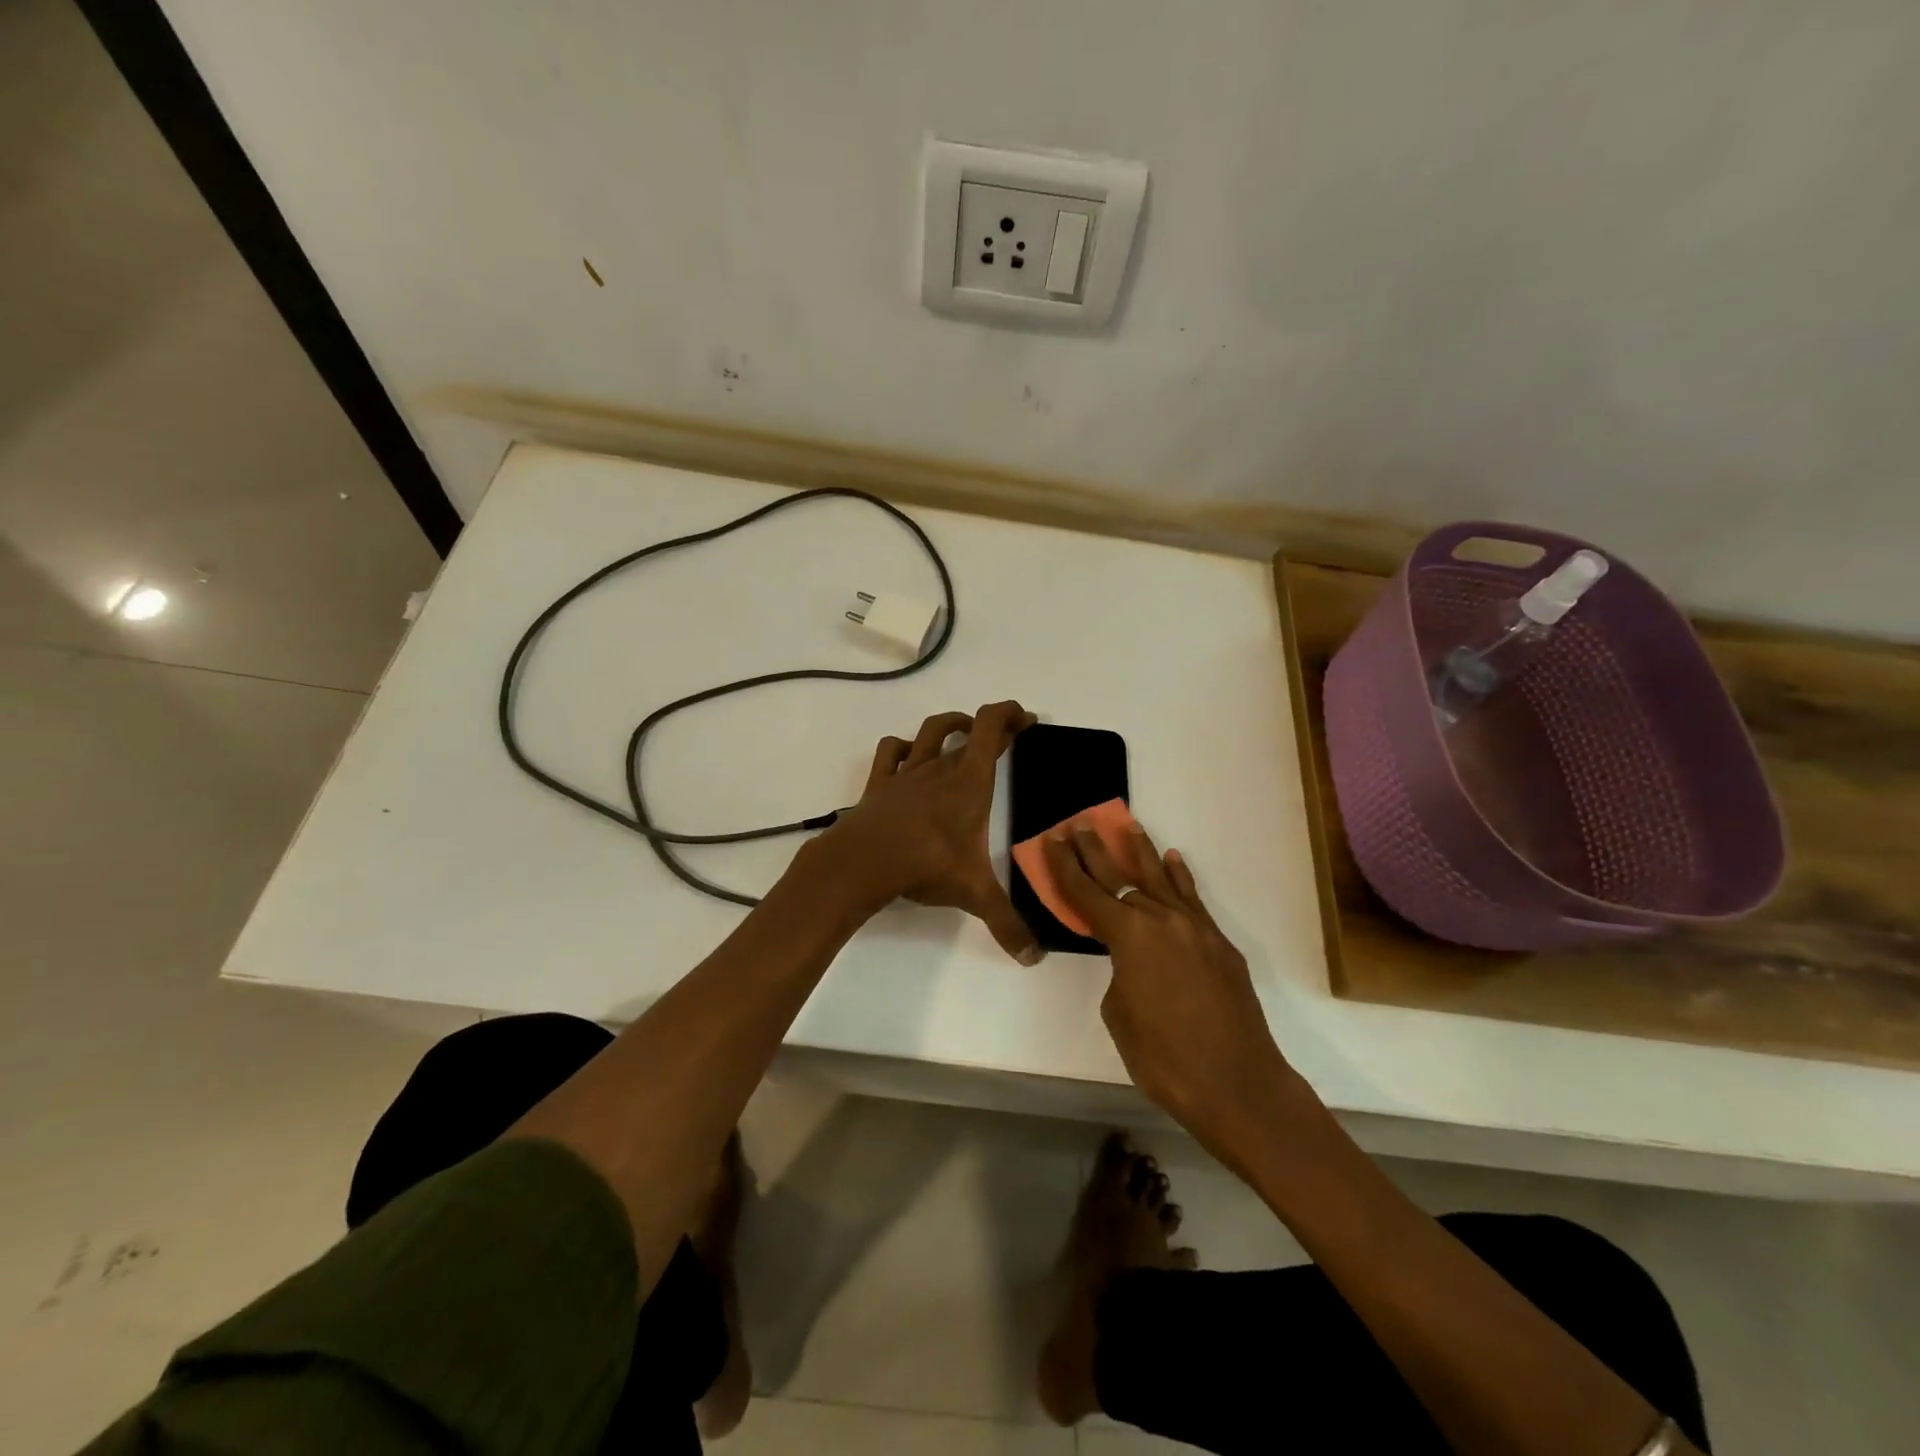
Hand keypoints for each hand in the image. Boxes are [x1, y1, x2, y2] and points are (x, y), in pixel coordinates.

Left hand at [813, 701, 1043, 963]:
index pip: (993, 727)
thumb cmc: (926, 865)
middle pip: (970, 730)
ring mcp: (907, 773)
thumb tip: (1034, 959)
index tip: (1027, 719)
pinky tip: (910, 756)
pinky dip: (903, 747)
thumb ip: (1007, 924)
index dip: (1011, 714)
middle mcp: (941, 768)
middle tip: (1008, 736)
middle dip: (992, 728)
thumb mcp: (974, 894)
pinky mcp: (879, 784)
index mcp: (970, 782)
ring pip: (930, 732)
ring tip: (963, 731)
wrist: (864, 862)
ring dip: (950, 725)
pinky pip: (891, 751)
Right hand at [1042, 822, 1294, 1165]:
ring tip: (1127, 825)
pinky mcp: (1219, 942)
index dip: (1064, 867)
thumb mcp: (1120, 1016)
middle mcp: (1161, 919)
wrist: (1238, 1084)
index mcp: (1128, 936)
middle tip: (1080, 824)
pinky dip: (1180, 878)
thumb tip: (1133, 961)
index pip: (1086, 893)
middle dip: (1096, 850)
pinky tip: (1173, 860)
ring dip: (1141, 852)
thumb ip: (1120, 973)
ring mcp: (1195, 928)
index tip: (1052, 840)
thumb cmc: (1165, 1059)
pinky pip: (1192, 899)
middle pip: (1120, 876)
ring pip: (1161, 878)